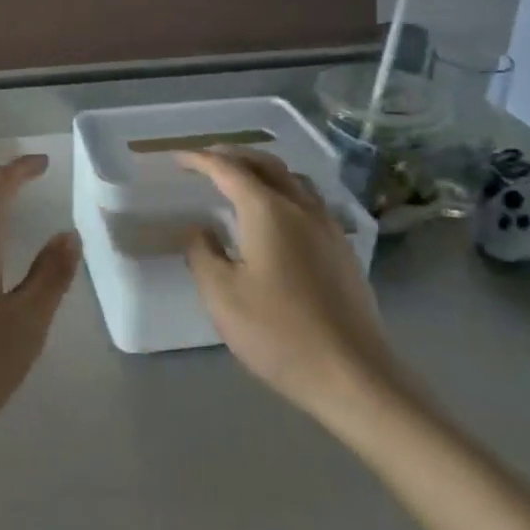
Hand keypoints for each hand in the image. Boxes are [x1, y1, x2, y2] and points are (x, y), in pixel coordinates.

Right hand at [179, 150, 398, 419]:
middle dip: (234, 155)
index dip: (199, 160)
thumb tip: (199, 229)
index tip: (176, 157)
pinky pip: (308, 200)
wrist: (353, 374)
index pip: (228, 169)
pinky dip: (283, 190)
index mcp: (268, 210)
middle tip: (206, 159)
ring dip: (262, 169)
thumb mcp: (222, 296)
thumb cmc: (278, 333)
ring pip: (292, 179)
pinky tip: (275, 215)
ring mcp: (328, 226)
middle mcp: (301, 207)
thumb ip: (203, 253)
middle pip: (266, 164)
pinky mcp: (342, 249)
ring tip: (240, 179)